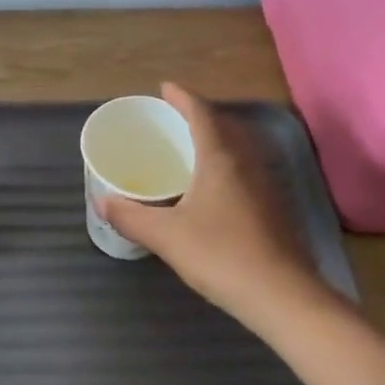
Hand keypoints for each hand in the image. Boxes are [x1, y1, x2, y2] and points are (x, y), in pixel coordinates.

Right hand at [97, 83, 329, 317]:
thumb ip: (131, 216)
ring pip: (238, 148)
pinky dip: (225, 163)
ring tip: (190, 147)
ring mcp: (266, 185)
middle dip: (198, 115)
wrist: (282, 296)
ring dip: (215, 138)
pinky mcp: (274, 208)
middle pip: (224, 125)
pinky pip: (245, 169)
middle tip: (173, 118)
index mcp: (221, 158)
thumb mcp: (166, 236)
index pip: (201, 113)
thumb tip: (102, 202)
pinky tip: (212, 187)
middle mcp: (247, 163)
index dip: (182, 97)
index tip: (164, 88)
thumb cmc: (221, 255)